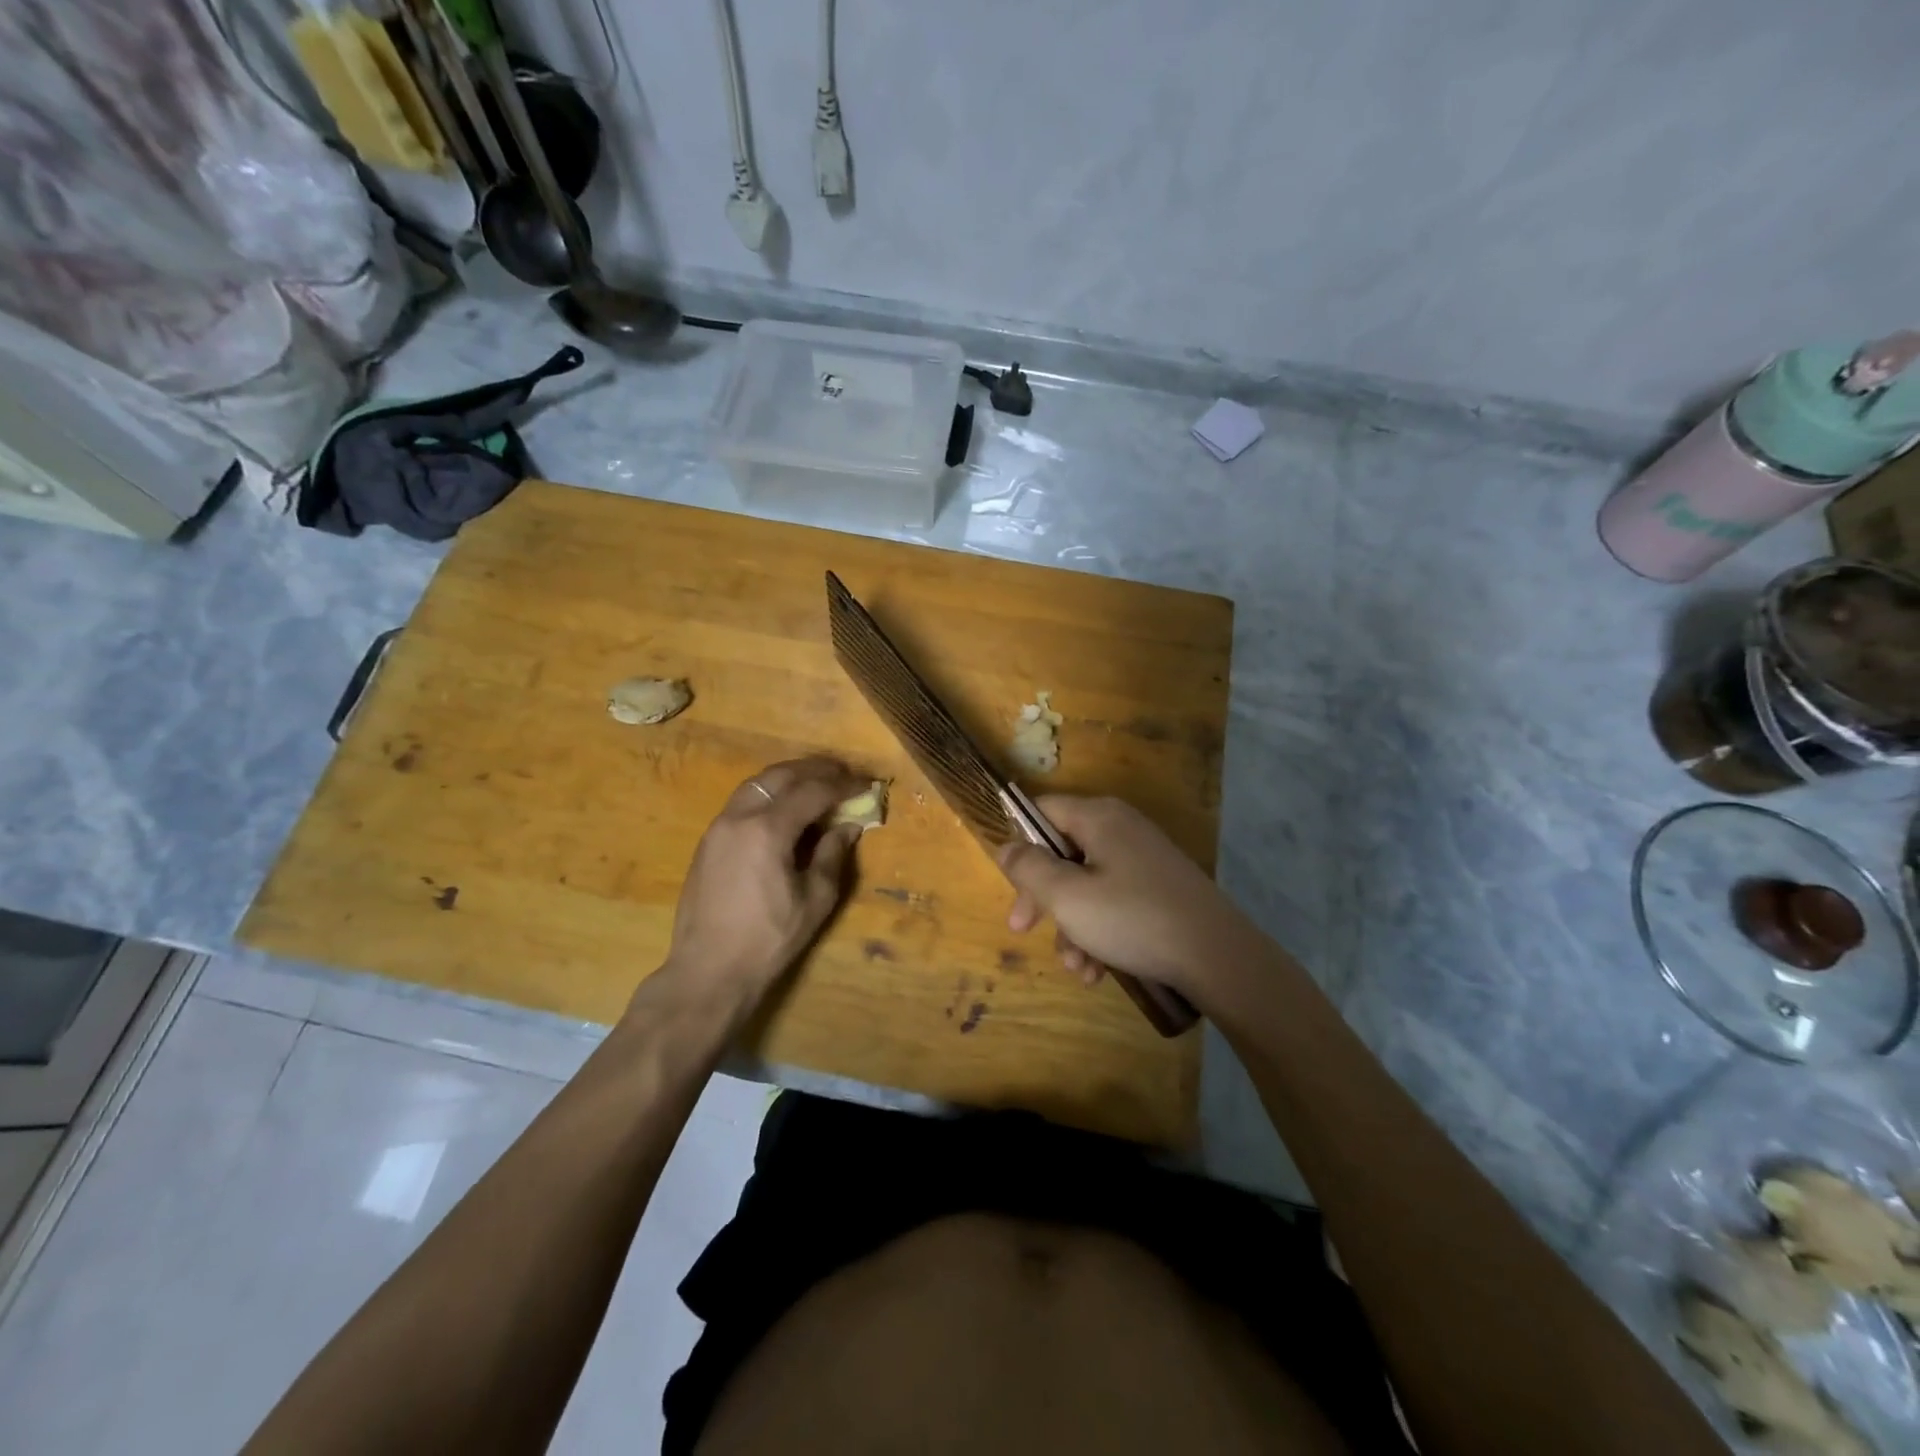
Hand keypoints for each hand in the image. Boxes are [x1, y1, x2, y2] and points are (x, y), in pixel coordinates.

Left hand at [659, 758, 866, 1005]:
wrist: (708, 970)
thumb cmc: (768, 940)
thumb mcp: (814, 900)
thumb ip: (833, 855)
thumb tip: (848, 826)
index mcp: (767, 830)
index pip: (812, 792)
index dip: (842, 785)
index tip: (865, 785)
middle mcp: (738, 817)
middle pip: (780, 776)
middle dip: (815, 770)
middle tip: (843, 774)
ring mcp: (718, 827)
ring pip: (757, 784)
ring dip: (789, 778)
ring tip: (816, 784)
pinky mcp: (708, 841)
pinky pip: (742, 802)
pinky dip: (769, 794)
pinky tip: (785, 809)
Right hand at [996, 796, 1248, 1000]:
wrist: (1219, 956)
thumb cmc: (1133, 919)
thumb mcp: (1067, 897)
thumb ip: (1029, 869)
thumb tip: (1006, 847)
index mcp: (1098, 817)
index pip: (1042, 811)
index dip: (1020, 845)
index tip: (1011, 886)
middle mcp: (1121, 828)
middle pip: (1063, 853)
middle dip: (1042, 898)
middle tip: (1023, 930)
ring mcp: (1144, 859)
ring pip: (1087, 884)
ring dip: (1072, 926)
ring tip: (1077, 968)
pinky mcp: (1160, 888)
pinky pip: (1115, 900)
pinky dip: (1100, 931)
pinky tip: (1099, 971)